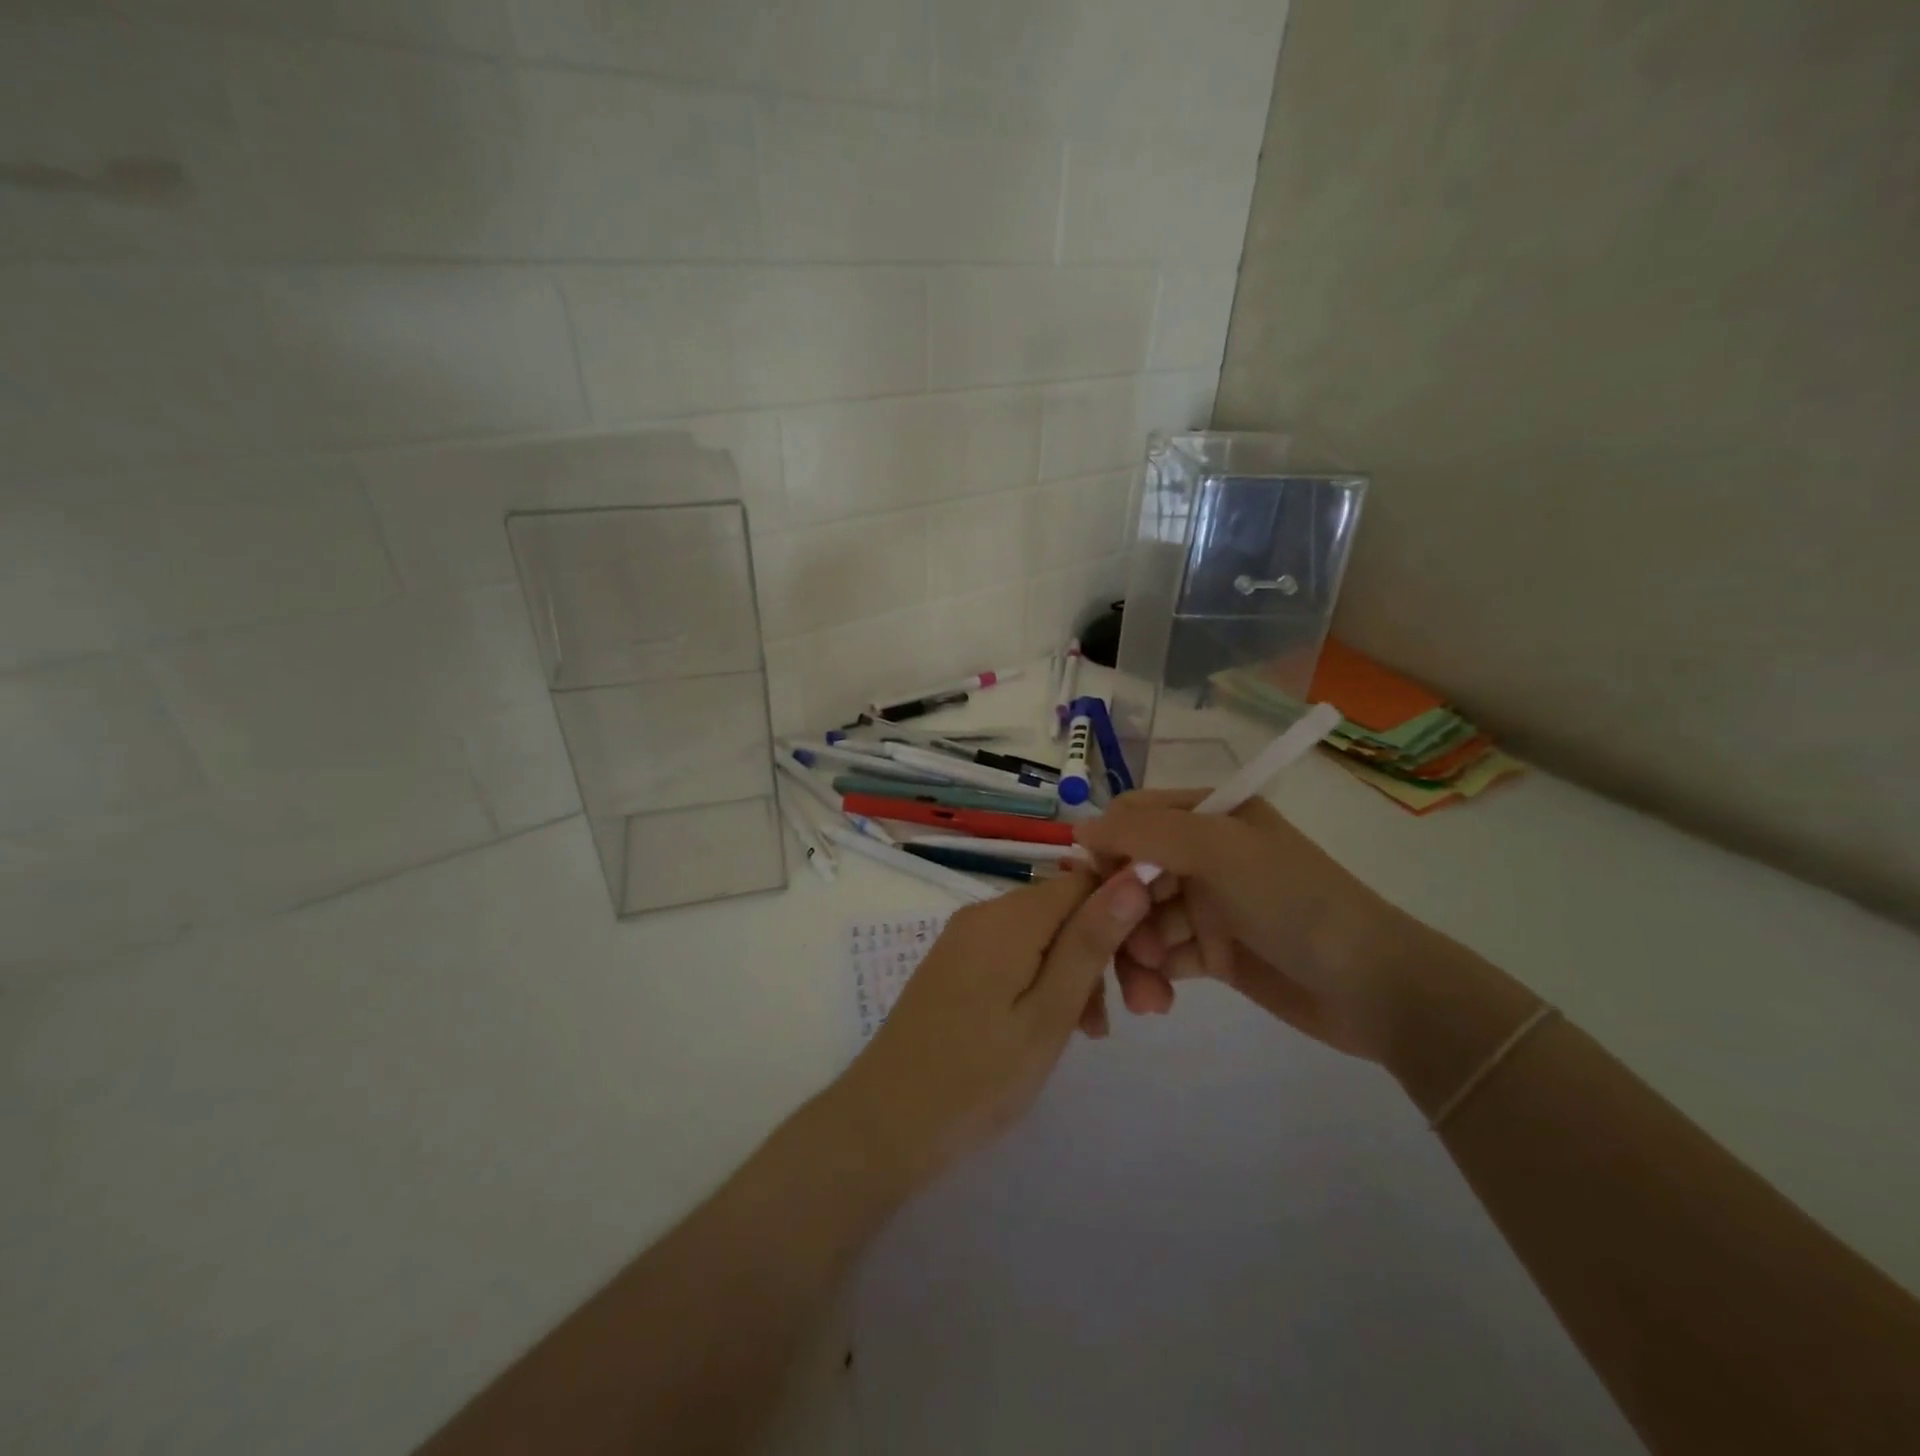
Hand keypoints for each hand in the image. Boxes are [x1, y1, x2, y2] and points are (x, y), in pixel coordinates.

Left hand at [831, 868, 1152, 1191]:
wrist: (887, 1121)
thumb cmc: (980, 1074)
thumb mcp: (1050, 1011)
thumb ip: (1091, 940)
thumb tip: (1136, 872)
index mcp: (1010, 915)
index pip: (1086, 882)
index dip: (1126, 915)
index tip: (1152, 967)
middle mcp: (986, 913)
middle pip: (1065, 911)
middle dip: (1108, 952)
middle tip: (1144, 1011)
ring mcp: (967, 939)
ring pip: (1044, 937)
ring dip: (1080, 974)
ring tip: (1098, 1034)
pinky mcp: (958, 966)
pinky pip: (1017, 956)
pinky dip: (1047, 982)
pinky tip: (1062, 1027)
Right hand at [1075, 790, 1431, 1062]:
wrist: (1375, 989)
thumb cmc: (1294, 902)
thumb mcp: (1221, 852)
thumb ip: (1147, 832)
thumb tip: (1080, 832)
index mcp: (1210, 816)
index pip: (1133, 819)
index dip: (1107, 850)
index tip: (1092, 891)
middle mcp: (1204, 855)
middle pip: (1131, 874)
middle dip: (1120, 915)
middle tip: (1127, 952)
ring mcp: (1209, 905)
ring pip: (1142, 922)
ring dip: (1135, 956)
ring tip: (1147, 994)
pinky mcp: (1214, 952)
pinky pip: (1163, 958)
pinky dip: (1154, 978)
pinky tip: (1159, 1003)